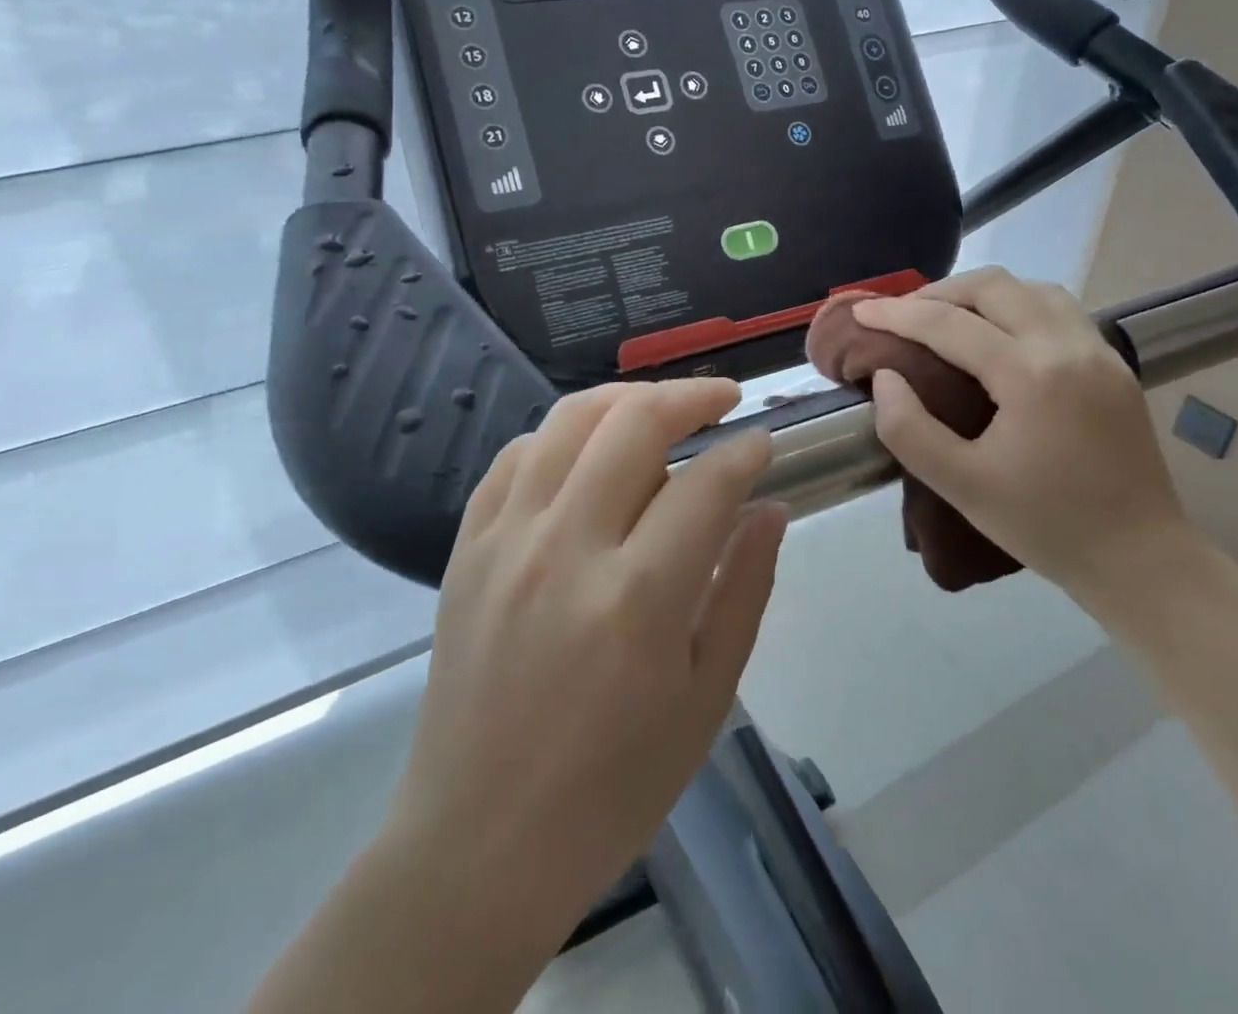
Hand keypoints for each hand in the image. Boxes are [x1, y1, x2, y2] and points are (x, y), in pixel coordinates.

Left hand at [385, 379, 788, 934]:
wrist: (480, 842)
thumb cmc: (613, 787)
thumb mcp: (707, 698)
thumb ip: (744, 588)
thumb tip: (769, 508)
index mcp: (638, 598)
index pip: (706, 484)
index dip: (745, 452)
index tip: (764, 443)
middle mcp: (567, 548)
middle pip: (633, 423)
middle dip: (690, 395)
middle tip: (721, 400)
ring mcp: (507, 539)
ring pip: (569, 421)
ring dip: (624, 399)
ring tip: (658, 409)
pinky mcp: (468, 545)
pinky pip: (516, 456)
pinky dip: (560, 437)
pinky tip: (586, 453)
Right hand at [852, 268, 1185, 590]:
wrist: (1141, 560)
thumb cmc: (1045, 526)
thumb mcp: (961, 486)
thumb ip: (909, 428)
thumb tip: (885, 377)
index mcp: (1031, 375)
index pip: (948, 324)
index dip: (896, 314)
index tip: (860, 312)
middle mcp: (1068, 347)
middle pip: (993, 286)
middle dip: (937, 292)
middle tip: (900, 315)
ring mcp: (1099, 352)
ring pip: (1031, 289)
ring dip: (981, 293)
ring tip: (946, 317)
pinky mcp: (1114, 365)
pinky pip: (1058, 309)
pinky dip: (1016, 305)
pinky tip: (998, 334)